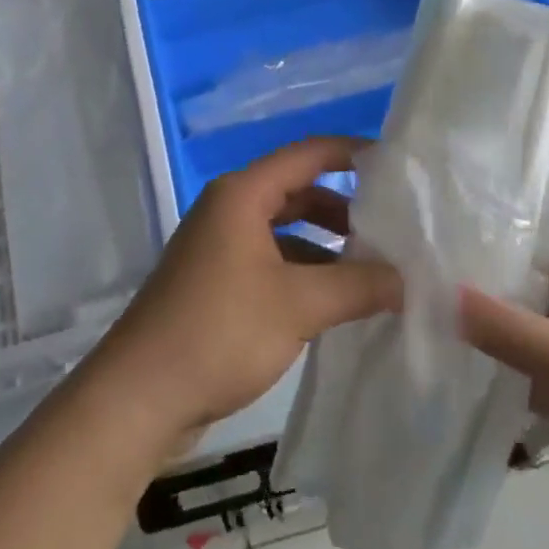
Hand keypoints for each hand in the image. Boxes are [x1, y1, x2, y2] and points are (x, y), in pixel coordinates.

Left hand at [84, 137, 401, 452]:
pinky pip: (272, 262)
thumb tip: (408, 279)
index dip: (352, 153)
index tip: (398, 167)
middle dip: (345, 208)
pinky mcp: (217, 283)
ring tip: (376, 272)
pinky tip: (337, 303)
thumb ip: (358, 285)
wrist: (140, 395)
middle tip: (394, 230)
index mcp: (242, 194)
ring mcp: (220, 247)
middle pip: (298, 192)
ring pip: (286, 231)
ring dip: (327, 247)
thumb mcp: (298, 305)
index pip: (308, 154)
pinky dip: (305, 274)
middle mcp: (229, 209)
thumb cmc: (219, 331)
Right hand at [459, 218, 548, 548]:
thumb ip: (510, 329)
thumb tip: (442, 290)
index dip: (519, 212)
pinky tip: (456, 346)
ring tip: (433, 290)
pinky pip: (535, 357)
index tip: (459, 208)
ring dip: (495, 310)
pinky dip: (502, 353)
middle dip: (497, 262)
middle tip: (435, 250)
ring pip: (538, 314)